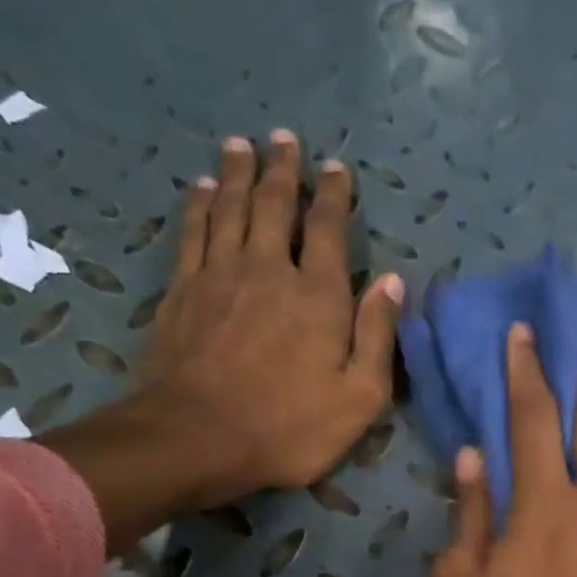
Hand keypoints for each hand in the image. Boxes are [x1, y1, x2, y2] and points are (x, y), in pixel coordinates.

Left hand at [38, 130, 398, 555]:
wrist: (198, 438)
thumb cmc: (292, 426)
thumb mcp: (361, 397)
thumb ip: (378, 336)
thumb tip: (393, 282)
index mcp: (319, 297)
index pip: (330, 231)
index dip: (334, 196)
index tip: (337, 168)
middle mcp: (270, 271)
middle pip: (276, 206)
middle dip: (284, 169)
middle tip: (285, 138)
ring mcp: (220, 276)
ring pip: (232, 208)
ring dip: (240, 174)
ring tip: (243, 145)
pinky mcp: (183, 290)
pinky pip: (193, 232)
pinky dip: (200, 204)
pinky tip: (203, 187)